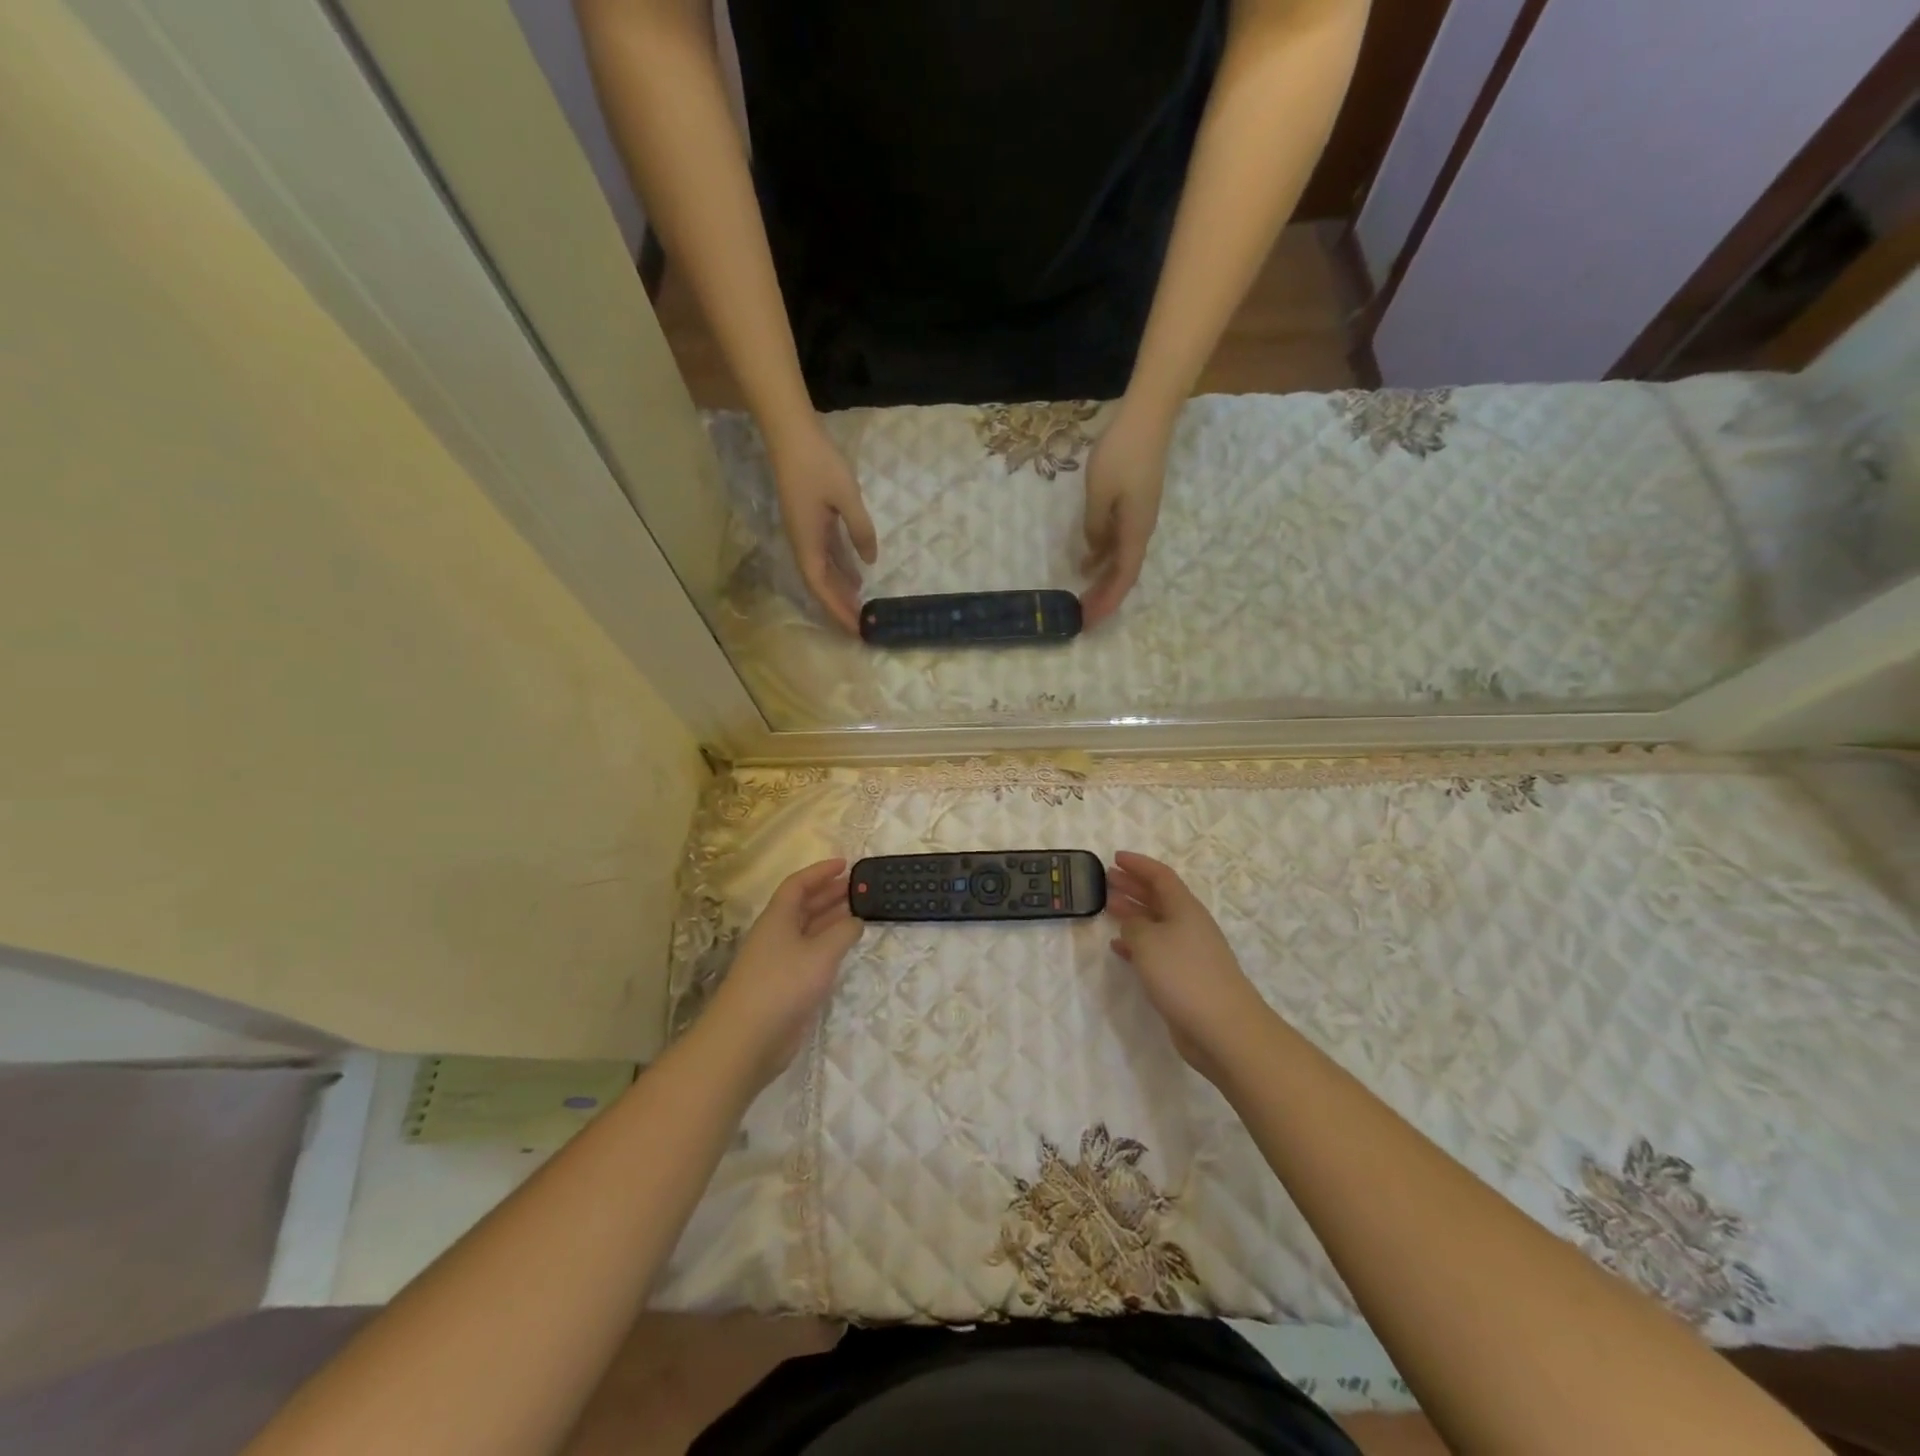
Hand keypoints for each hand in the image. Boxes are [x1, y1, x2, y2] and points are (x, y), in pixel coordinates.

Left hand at [698, 860, 863, 1092]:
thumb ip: (843, 932)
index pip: (798, 885)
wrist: (747, 1039)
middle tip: (858, 888)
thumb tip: (855, 921)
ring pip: (807, 931)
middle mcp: (776, 935)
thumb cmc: (783, 985)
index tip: (845, 864)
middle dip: (829, 894)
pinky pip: (809, 956)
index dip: (820, 872)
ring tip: (859, 913)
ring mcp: (778, 961)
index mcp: (778, 918)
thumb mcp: (821, 953)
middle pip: (803, 906)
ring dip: (831, 920)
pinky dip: (828, 947)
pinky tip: (844, 950)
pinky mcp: (783, 986)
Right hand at [768, 423, 877, 633]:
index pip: (822, 587)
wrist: (790, 432)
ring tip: (862, 608)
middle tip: (863, 627)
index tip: (856, 629)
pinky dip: (840, 569)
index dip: (838, 610)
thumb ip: (860, 530)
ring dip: (841, 590)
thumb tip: (870, 562)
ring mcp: (805, 532)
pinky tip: (857, 575)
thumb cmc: (818, 463)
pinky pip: (826, 555)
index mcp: (807, 542)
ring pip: (823, 571)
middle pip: (821, 585)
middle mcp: (802, 543)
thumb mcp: (847, 497)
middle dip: (840, 607)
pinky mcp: (810, 521)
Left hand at [1081, 401, 1171, 625]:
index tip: (1089, 621)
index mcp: (1136, 531)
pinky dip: (1105, 558)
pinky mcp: (1135, 507)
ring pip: (1121, 560)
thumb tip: (1094, 553)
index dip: (1107, 602)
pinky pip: (1120, 543)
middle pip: (1124, 574)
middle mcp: (1141, 531)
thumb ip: (1095, 527)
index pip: (1123, 578)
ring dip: (1104, 581)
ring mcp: (1139, 519)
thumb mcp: (1099, 493)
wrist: (1147, 418)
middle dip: (1104, 598)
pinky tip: (1088, 563)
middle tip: (1082, 617)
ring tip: (1083, 598)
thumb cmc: (1121, 454)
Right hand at [1107, 851, 1271, 1081]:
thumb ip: (1134, 925)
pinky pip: (1156, 950)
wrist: (1223, 1028)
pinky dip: (1136, 944)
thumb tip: (1132, 924)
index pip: (1160, 876)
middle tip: (1107, 878)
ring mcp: (1188, 953)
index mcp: (1185, 908)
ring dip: (1133, 913)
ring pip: (1156, 923)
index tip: (1116, 857)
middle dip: (1133, 885)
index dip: (1139, 864)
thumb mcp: (1149, 941)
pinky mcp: (1184, 978)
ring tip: (1108, 906)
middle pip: (1159, 897)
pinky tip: (1118, 947)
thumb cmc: (1184, 975)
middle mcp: (1188, 925)